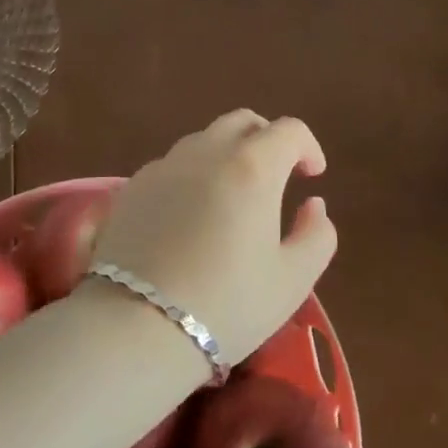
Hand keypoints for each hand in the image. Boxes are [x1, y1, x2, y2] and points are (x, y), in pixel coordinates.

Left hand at [89, 110, 337, 365]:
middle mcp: (205, 152)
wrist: (135, 326)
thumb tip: (313, 204)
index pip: (289, 130)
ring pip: (203, 139)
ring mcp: (163, 166)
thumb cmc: (226, 304)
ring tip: (232, 196)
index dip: (308, 147)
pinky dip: (193, 174)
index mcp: (252, 167)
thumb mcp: (293, 280)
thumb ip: (317, 234)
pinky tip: (191, 214)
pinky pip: (172, 164)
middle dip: (267, 139)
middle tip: (276, 176)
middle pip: (242, 121)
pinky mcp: (130, 186)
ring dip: (227, 154)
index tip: (312, 177)